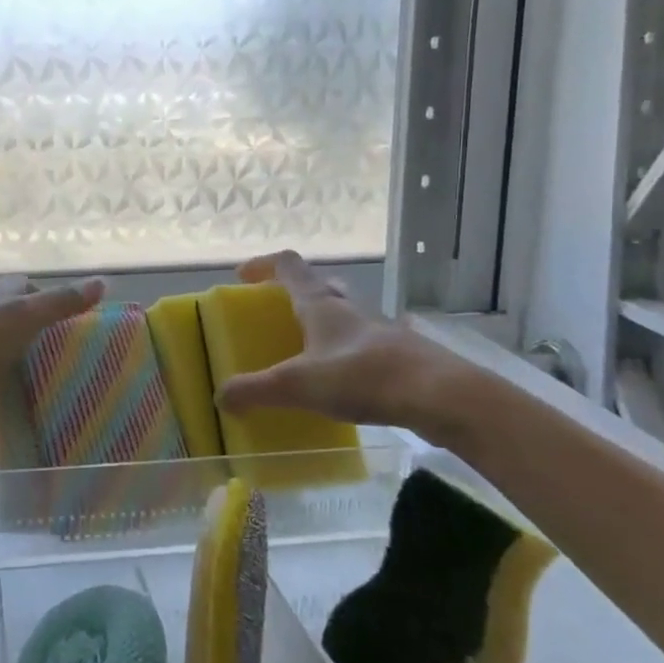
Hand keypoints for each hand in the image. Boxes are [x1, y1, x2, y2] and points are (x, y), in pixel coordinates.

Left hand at [0, 275, 107, 424]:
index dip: (53, 302)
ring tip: (50, 390)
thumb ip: (61, 302)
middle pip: (15, 324)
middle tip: (70, 364)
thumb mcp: (24, 318)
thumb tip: (102, 282)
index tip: (76, 327)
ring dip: (18, 371)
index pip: (29, 289)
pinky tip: (16, 416)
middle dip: (39, 341)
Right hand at [215, 252, 467, 438]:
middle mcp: (350, 308)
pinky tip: (345, 382)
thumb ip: (255, 390)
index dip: (263, 265)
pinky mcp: (402, 354)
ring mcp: (381, 329)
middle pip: (320, 286)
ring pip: (346, 314)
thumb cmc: (362, 377)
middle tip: (277, 315)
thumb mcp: (297, 385)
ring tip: (307, 351)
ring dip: (325, 324)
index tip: (243, 277)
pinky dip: (348, 354)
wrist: (442, 396)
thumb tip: (221, 396)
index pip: (288, 266)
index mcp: (321, 304)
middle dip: (295, 294)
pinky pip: (366, 345)